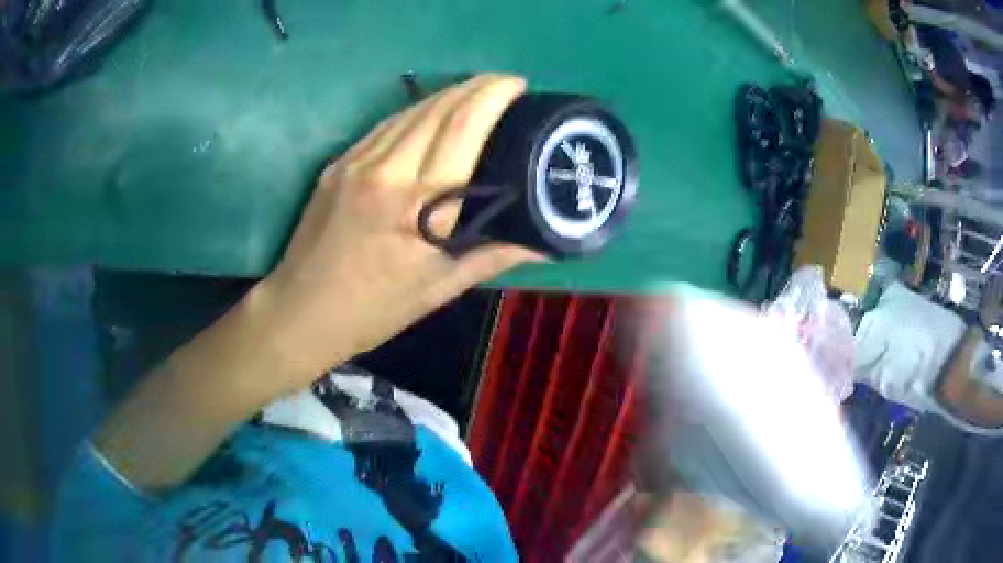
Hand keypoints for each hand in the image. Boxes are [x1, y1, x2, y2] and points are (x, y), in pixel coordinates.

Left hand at [256, 74, 543, 389]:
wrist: (301, 310)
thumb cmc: (374, 309)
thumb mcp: (439, 288)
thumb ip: (493, 255)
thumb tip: (545, 241)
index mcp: (419, 205)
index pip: (463, 127)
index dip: (493, 96)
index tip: (518, 85)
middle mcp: (387, 171)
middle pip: (439, 108)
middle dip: (476, 86)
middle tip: (504, 86)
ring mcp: (356, 162)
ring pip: (411, 110)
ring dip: (447, 94)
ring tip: (474, 94)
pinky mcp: (338, 163)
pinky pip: (385, 126)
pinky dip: (415, 113)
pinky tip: (430, 116)